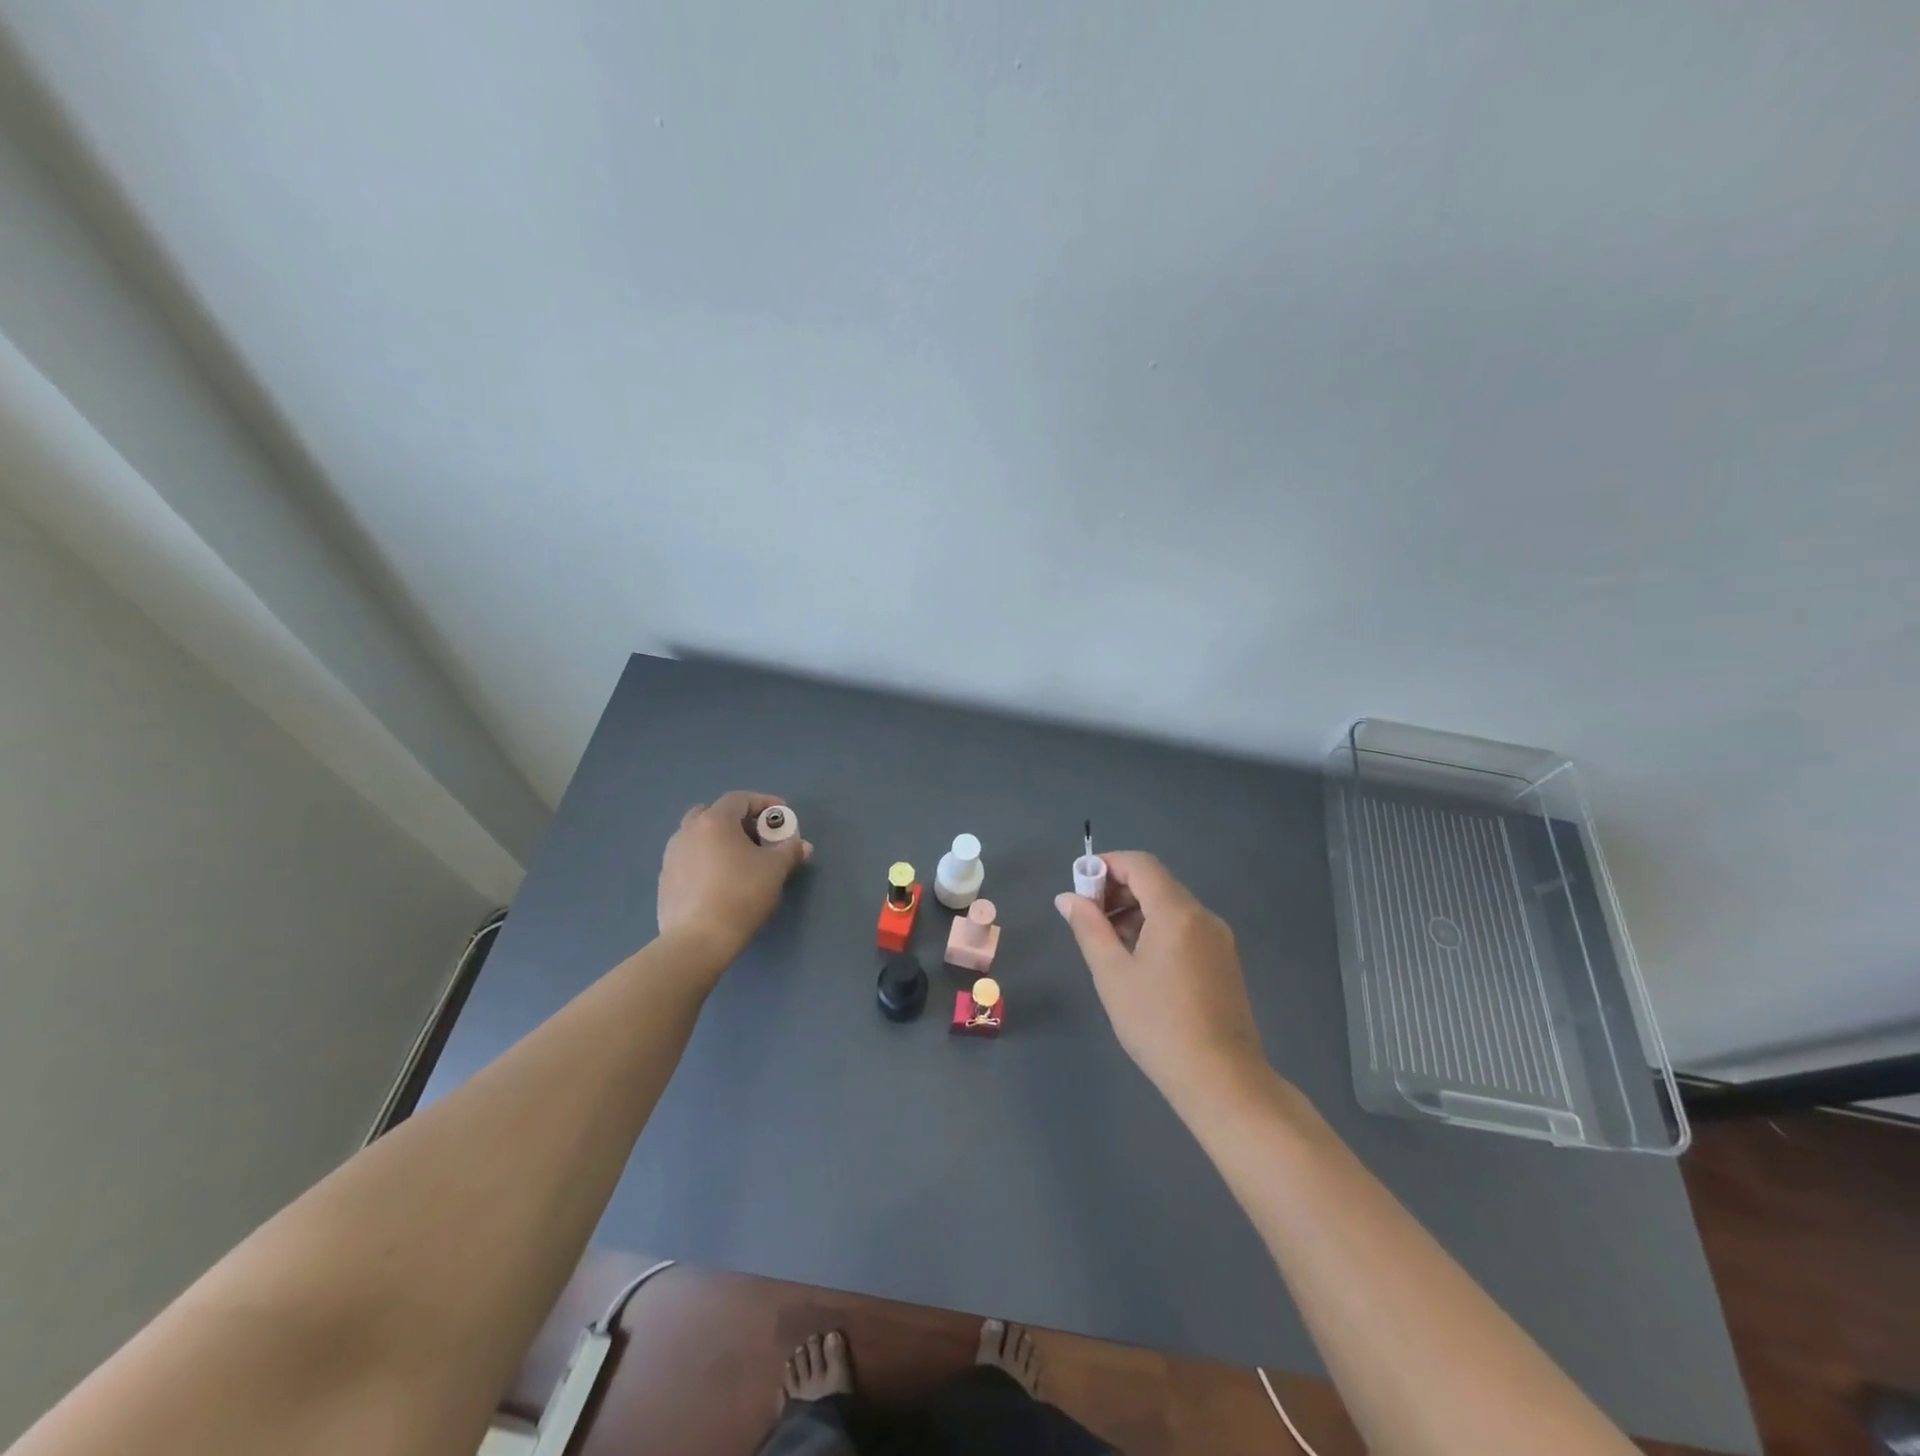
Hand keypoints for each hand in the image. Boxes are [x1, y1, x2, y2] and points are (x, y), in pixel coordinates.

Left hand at [658, 791, 811, 965]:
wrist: (698, 940)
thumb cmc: (741, 894)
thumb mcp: (775, 869)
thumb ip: (790, 850)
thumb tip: (800, 845)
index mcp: (714, 821)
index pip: (739, 799)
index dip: (764, 803)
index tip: (781, 816)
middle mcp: (687, 832)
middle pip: (713, 814)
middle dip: (738, 821)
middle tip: (758, 837)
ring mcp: (671, 857)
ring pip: (699, 837)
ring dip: (721, 841)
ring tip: (741, 861)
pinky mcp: (665, 882)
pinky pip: (690, 859)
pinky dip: (707, 861)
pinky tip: (722, 882)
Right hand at [1055, 852, 1268, 1112]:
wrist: (1222, 1081)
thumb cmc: (1158, 1025)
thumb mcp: (1113, 975)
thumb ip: (1089, 928)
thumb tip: (1068, 898)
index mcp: (1177, 912)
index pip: (1140, 864)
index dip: (1106, 865)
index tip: (1079, 888)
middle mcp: (1203, 916)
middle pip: (1156, 883)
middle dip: (1118, 890)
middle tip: (1088, 919)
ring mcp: (1218, 939)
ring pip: (1171, 907)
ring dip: (1136, 912)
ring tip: (1108, 945)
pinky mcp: (1224, 962)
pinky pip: (1185, 929)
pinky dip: (1157, 930)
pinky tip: (1138, 962)